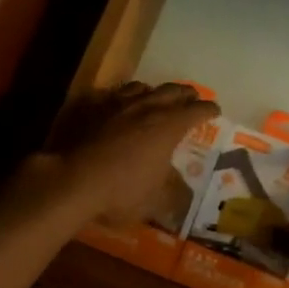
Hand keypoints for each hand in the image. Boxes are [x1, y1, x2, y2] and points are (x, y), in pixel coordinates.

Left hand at [39, 82, 220, 225]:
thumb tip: (184, 194)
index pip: (196, 111)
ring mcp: (117, 105)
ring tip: (156, 96)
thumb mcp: (155, 200)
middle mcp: (146, 108)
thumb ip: (172, 192)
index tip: (215, 110)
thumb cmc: (122, 192)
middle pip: (172, 91)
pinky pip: (113, 95)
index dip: (208, 110)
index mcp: (168, 126)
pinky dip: (123, 97)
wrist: (73, 181)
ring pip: (141, 87)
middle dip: (185, 94)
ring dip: (154, 91)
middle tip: (192, 97)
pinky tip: (119, 104)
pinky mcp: (92, 108)